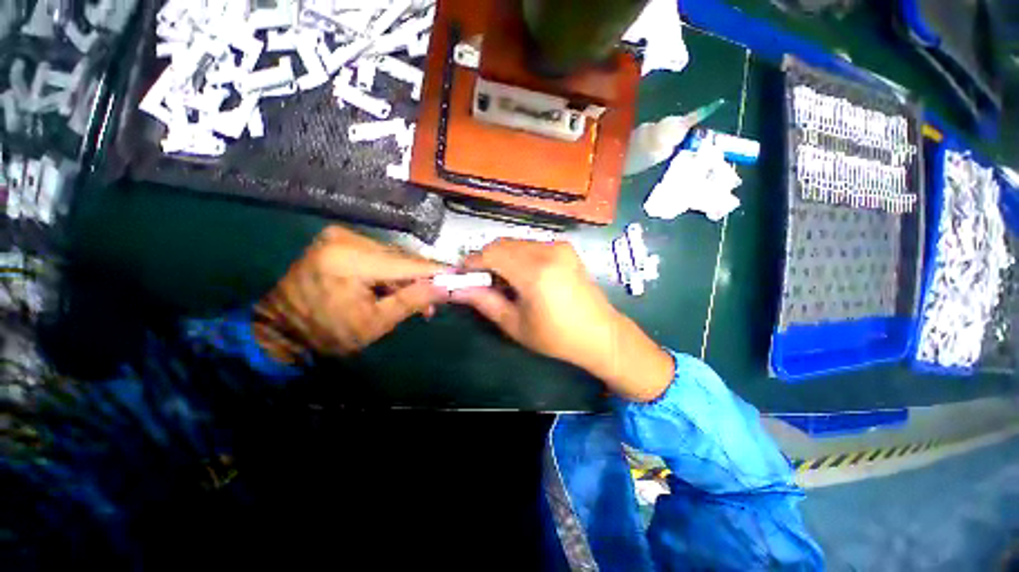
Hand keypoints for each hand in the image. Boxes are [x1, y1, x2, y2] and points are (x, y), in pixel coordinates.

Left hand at [253, 226, 448, 361]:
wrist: (281, 329)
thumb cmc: (328, 332)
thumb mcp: (376, 323)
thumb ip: (413, 301)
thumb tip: (445, 287)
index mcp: (351, 260)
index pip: (407, 263)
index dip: (436, 271)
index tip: (459, 276)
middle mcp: (345, 239)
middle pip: (400, 257)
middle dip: (419, 278)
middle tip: (431, 302)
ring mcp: (339, 237)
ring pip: (392, 256)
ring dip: (405, 276)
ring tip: (413, 299)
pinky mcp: (338, 240)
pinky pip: (378, 254)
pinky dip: (390, 271)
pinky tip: (393, 288)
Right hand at [451, 239, 674, 401]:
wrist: (600, 333)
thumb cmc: (557, 337)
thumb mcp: (515, 325)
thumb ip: (484, 302)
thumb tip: (457, 289)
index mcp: (534, 272)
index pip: (491, 253)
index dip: (472, 262)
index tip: (463, 276)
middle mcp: (547, 251)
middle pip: (502, 244)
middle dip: (486, 259)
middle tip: (482, 282)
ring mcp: (559, 247)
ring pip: (516, 243)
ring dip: (502, 257)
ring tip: (503, 282)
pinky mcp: (566, 248)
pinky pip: (532, 245)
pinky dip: (519, 256)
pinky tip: (523, 276)